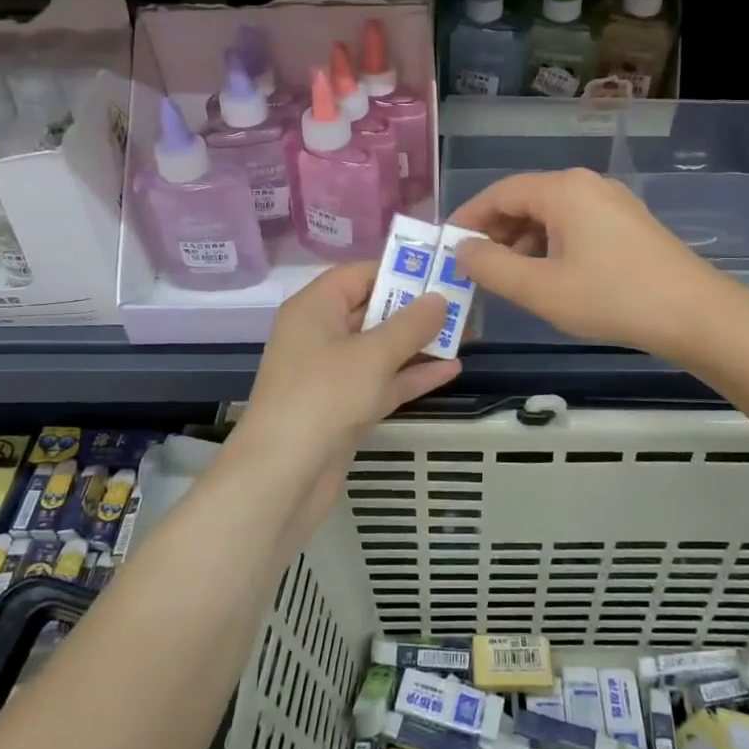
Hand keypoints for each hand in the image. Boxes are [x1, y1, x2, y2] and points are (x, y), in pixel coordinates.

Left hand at [239, 261, 460, 523]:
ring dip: (419, 343)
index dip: (398, 270)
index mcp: (315, 309)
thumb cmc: (323, 398)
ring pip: (381, 349)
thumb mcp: (372, 355)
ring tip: (466, 334)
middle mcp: (320, 335)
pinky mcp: (344, 409)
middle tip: (463, 303)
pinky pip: (382, 382)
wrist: (282, 478)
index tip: (440, 271)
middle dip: (416, 309)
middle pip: (372, 311)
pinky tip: (452, 370)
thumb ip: (410, 324)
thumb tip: (439, 298)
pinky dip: (412, 376)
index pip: (359, 275)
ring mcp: (332, 375)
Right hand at [452, 169, 723, 359]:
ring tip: (507, 279)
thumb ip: (491, 267)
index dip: (468, 218)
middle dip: (495, 233)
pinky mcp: (627, 223)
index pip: (500, 193)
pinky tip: (547, 278)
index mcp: (563, 189)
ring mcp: (611, 202)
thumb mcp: (539, 288)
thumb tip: (461, 249)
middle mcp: (586, 184)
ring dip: (523, 243)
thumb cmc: (611, 298)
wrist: (694, 314)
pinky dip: (550, 247)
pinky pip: (575, 226)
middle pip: (525, 201)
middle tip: (473, 267)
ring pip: (551, 215)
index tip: (446, 246)